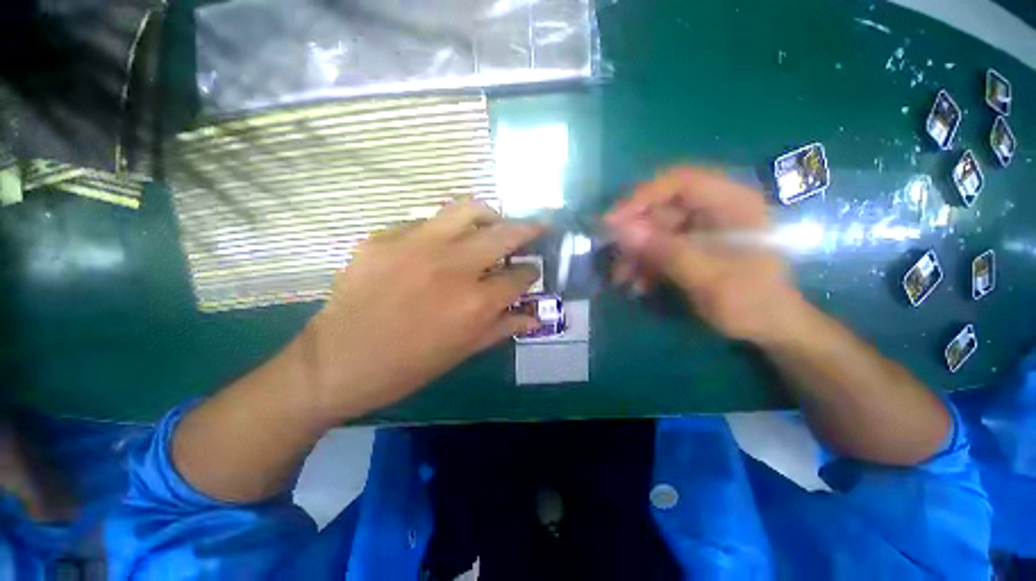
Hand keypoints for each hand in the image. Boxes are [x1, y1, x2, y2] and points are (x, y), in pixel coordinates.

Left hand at [298, 200, 543, 421]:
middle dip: (528, 230)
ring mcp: (416, 245)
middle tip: (536, 229)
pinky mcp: (384, 237)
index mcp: (474, 303)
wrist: (336, 362)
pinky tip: (441, 245)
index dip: (531, 273)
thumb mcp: (463, 351)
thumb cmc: (408, 366)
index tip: (532, 271)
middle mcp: (453, 267)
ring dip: (490, 215)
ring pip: (468, 210)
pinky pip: (426, 222)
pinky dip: (444, 230)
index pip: (519, 276)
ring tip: (494, 223)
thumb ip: (503, 327)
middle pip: (504, 234)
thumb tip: (535, 317)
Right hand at [605, 166, 803, 342]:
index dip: (643, 196)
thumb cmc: (750, 301)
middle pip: (662, 207)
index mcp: (731, 202)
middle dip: (634, 234)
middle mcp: (713, 208)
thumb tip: (620, 230)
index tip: (613, 221)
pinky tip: (638, 285)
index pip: (679, 181)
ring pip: (655, 230)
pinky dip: (644, 264)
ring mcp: (701, 227)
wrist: (769, 328)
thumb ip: (665, 251)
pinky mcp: (691, 246)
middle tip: (612, 255)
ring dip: (635, 254)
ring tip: (621, 279)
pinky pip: (658, 247)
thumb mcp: (707, 277)